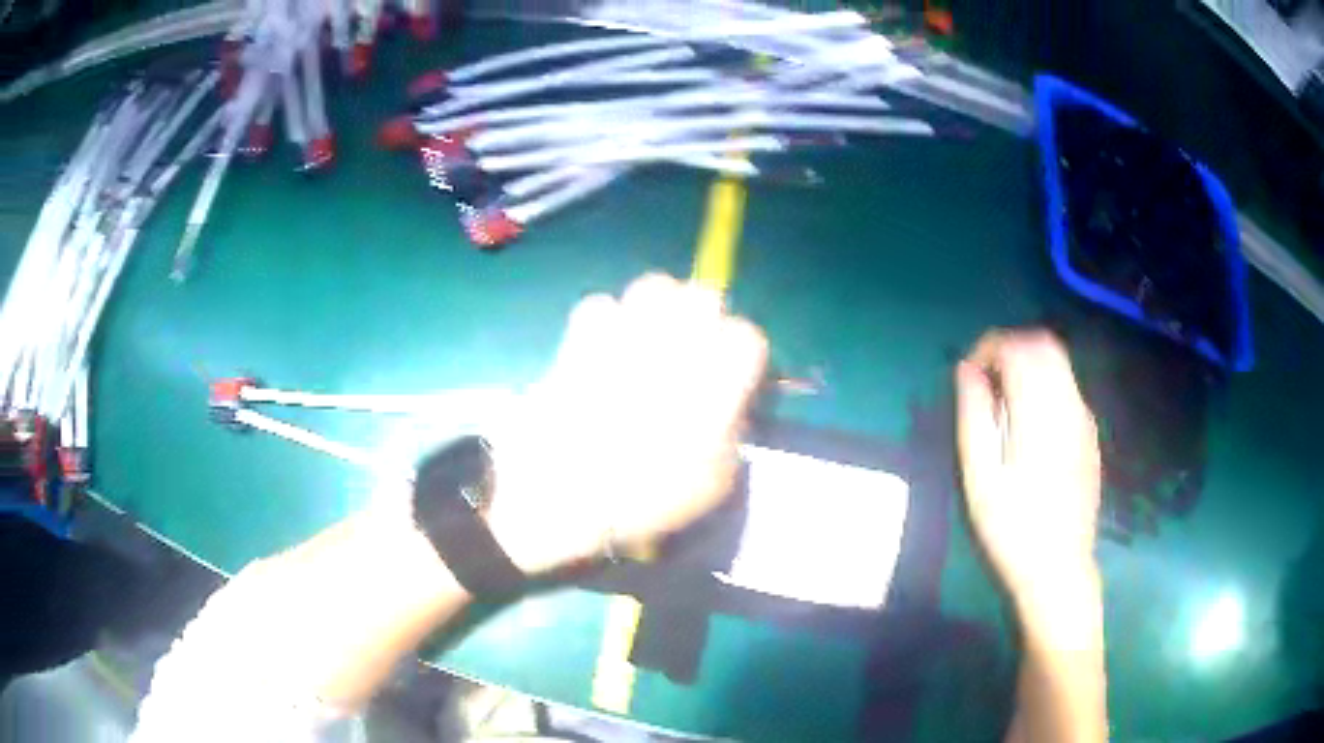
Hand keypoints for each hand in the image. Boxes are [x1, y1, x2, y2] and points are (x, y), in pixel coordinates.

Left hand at [486, 274, 768, 573]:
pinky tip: (602, 349)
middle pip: (704, 296)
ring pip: (654, 285)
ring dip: (658, 307)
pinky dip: (605, 322)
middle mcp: (677, 340)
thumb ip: (732, 434)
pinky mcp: (582, 336)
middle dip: (704, 319)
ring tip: (649, 338)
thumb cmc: (647, 495)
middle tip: (693, 350)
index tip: (734, 381)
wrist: (565, 492)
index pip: (749, 338)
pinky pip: (600, 304)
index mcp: (717, 376)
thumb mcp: (715, 482)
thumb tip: (729, 409)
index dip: (744, 359)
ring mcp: (626, 331)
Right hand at [955, 330, 1101, 613]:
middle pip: (1044, 345)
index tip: (968, 373)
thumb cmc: (1012, 530)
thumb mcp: (980, 478)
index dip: (988, 348)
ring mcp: (1085, 419)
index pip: (1019, 348)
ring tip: (1003, 400)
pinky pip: (1067, 387)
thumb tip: (966, 371)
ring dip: (1028, 365)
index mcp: (1042, 413)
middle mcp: (1070, 405)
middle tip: (985, 380)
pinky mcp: (1089, 435)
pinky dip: (1044, 384)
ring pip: (1059, 363)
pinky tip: (1029, 422)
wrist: (1059, 570)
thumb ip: (974, 416)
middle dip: (1010, 349)